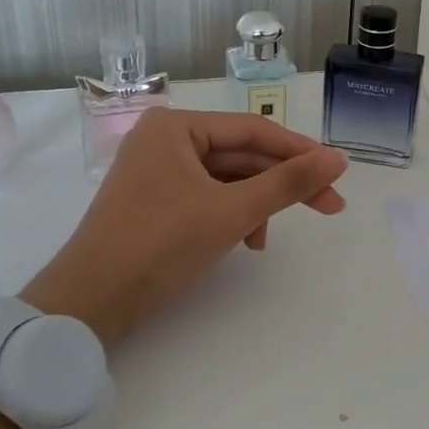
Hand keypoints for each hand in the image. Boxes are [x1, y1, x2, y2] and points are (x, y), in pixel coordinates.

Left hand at [21, 108, 348, 345]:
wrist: (89, 302)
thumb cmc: (160, 244)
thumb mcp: (232, 211)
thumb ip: (288, 183)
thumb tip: (339, 158)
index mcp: (176, 127)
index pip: (253, 131)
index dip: (300, 152)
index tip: (338, 173)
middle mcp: (165, 140)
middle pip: (242, 156)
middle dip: (282, 184)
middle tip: (330, 206)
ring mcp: (158, 172)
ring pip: (227, 181)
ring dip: (256, 206)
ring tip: (265, 241)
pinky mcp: (156, 202)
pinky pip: (208, 198)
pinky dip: (231, 217)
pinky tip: (242, 244)